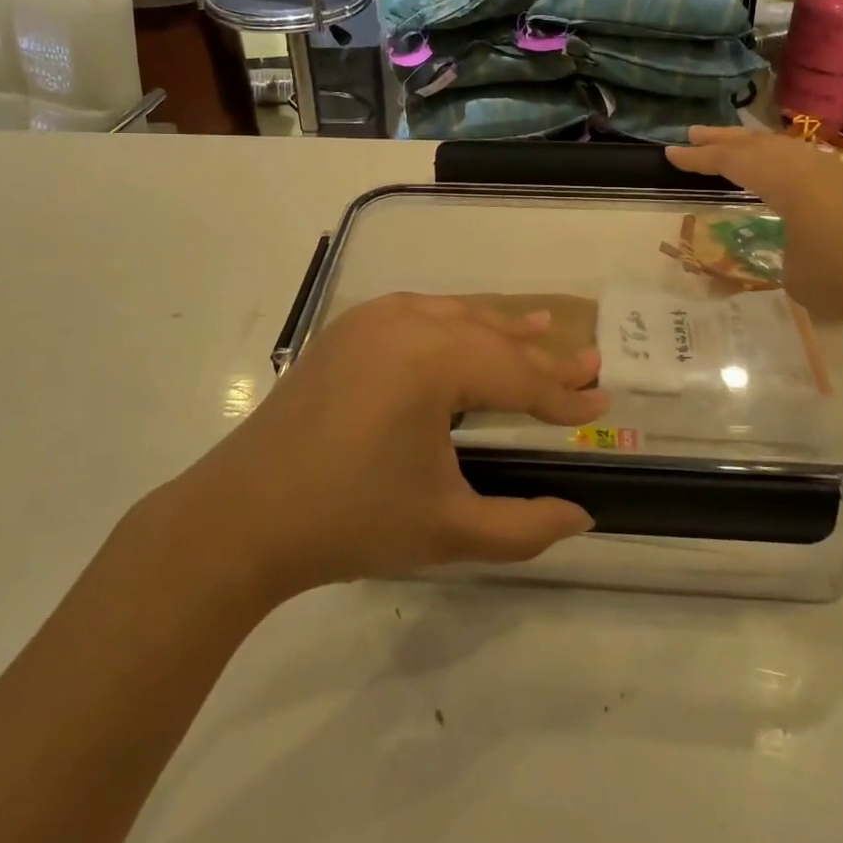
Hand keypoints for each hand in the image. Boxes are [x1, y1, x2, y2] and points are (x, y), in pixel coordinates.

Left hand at [180, 294, 606, 600]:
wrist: (241, 517)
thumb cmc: (349, 522)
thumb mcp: (448, 529)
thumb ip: (524, 526)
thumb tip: (583, 517)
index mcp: (431, 361)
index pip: (515, 376)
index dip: (561, 396)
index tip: (601, 403)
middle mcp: (405, 323)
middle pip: (490, 336)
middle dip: (540, 356)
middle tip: (588, 360)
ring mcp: (370, 319)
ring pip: (455, 315)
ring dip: (499, 327)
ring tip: (542, 328)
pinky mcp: (347, 329)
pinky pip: (418, 313)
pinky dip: (454, 321)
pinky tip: (467, 326)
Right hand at [666, 126, 842, 342]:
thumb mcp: (797, 278)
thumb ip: (782, 254)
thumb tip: (791, 247)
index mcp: (788, 181)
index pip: (733, 162)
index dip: (699, 158)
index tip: (670, 152)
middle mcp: (811, 167)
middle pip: (758, 144)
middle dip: (723, 140)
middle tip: (692, 135)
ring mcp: (841, 176)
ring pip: (785, 150)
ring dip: (753, 147)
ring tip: (731, 149)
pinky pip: (806, 164)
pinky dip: (781, 162)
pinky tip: (783, 176)